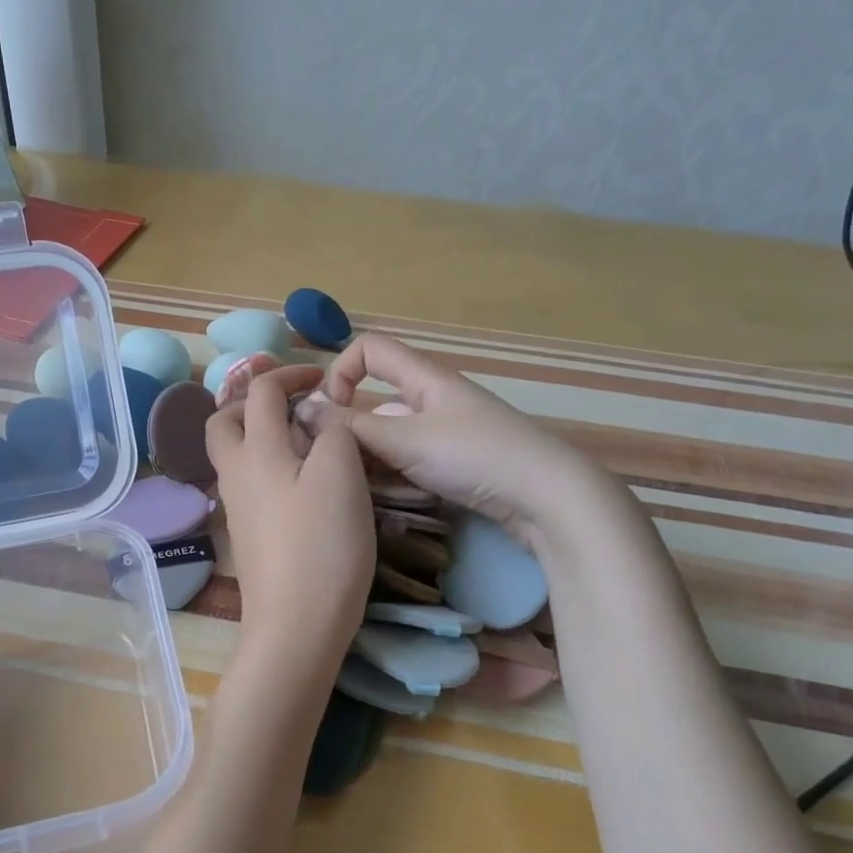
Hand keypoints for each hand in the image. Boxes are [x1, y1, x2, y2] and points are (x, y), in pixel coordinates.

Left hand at [207, 365, 374, 677]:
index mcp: (256, 451)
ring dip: (261, 434)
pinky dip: (268, 466)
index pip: (261, 391)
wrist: (296, 625)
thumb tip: (319, 416)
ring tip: (306, 443)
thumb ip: (332, 432)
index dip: (290, 373)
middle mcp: (235, 473)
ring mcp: (236, 507)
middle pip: (224, 421)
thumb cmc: (322, 544)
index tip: (323, 378)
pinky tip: (302, 483)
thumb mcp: (341, 475)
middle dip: (254, 402)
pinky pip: (249, 482)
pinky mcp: (247, 533)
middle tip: (295, 407)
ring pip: (234, 454)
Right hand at [295, 334, 563, 538]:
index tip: (330, 412)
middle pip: (376, 400)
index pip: (369, 349)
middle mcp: (432, 399)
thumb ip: (351, 428)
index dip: (341, 372)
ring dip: (372, 459)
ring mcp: (447, 433)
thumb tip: (303, 408)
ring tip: (363, 491)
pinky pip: (412, 460)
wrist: (549, 498)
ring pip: (392, 436)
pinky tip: (390, 504)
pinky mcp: (458, 463)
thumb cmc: (475, 456)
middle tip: (336, 467)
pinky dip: (396, 476)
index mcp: (423, 378)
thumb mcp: (406, 441)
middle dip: (352, 431)